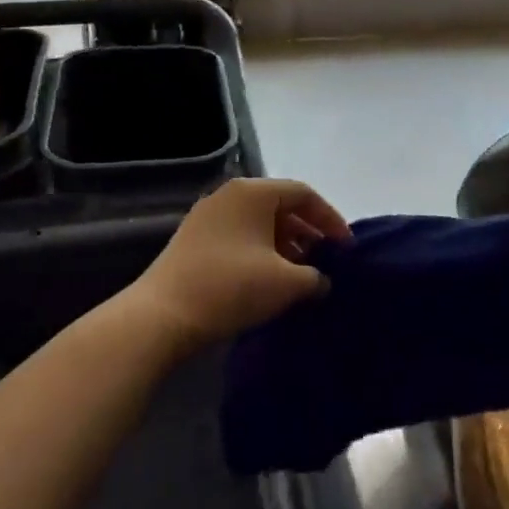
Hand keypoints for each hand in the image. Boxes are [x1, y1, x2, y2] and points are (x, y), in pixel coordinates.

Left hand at [130, 178, 351, 349]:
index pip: (304, 194)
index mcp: (253, 192)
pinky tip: (270, 283)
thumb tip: (321, 280)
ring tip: (301, 278)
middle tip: (326, 263)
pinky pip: (240, 239)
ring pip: (259, 225)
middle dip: (308, 235)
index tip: (346, 249)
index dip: (331, 220)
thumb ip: (316, 276)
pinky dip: (261, 255)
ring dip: (285, 248)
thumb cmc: (232, 287)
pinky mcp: (193, 242)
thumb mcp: (287, 283)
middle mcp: (229, 196)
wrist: (162, 316)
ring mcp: (207, 218)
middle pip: (281, 208)